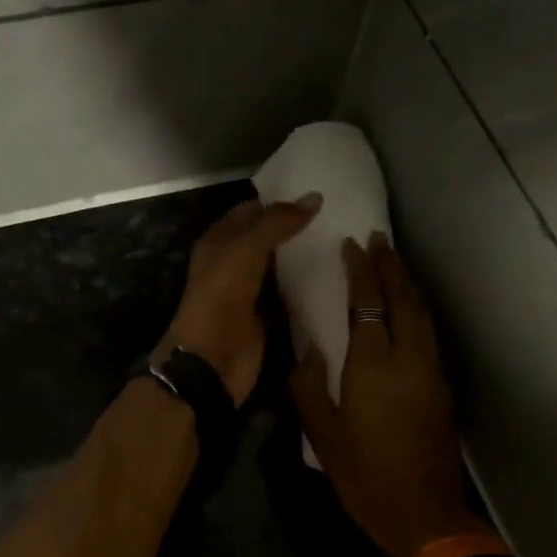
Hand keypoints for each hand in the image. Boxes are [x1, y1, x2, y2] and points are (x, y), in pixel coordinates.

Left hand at [166, 194, 321, 405]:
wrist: (212, 361)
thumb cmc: (221, 299)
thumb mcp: (245, 251)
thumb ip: (277, 223)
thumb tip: (314, 198)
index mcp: (219, 242)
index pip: (251, 211)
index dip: (279, 201)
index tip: (317, 196)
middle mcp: (233, 264)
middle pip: (268, 239)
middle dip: (296, 228)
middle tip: (338, 216)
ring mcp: (250, 292)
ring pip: (280, 267)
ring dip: (305, 258)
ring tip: (343, 240)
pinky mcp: (266, 317)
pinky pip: (289, 296)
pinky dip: (307, 288)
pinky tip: (336, 277)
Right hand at [291, 233, 482, 556]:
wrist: (424, 515)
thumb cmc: (364, 477)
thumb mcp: (322, 436)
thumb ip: (309, 388)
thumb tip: (309, 352)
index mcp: (372, 366)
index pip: (369, 302)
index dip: (361, 271)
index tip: (353, 244)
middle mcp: (408, 359)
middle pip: (403, 298)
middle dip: (391, 265)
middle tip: (379, 239)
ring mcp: (431, 371)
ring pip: (422, 314)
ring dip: (407, 284)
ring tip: (393, 263)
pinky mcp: (442, 386)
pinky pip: (428, 333)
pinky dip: (417, 310)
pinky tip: (407, 308)